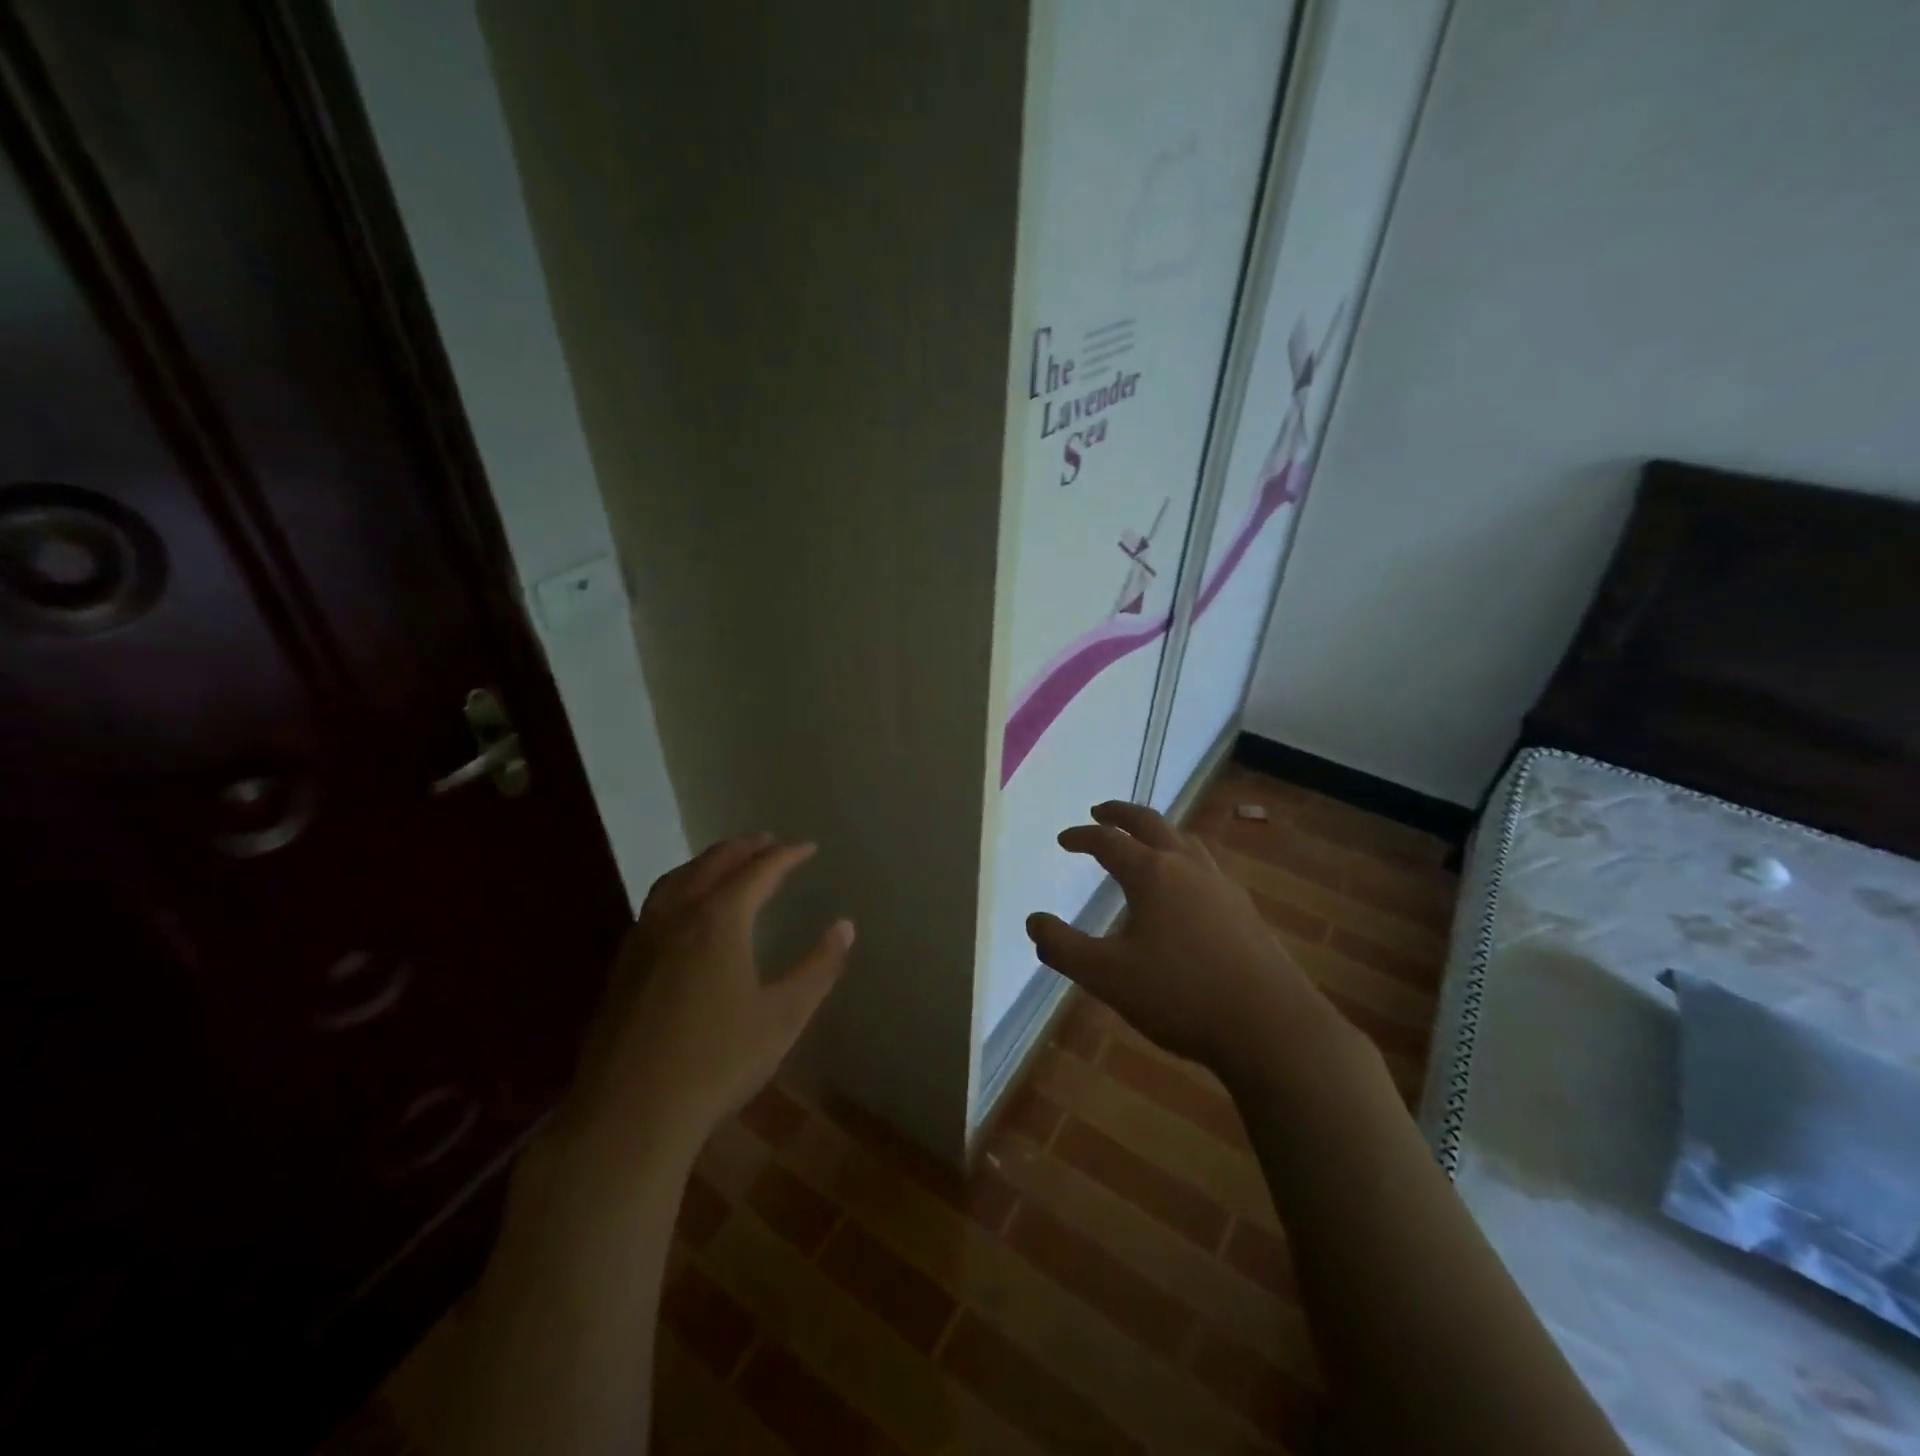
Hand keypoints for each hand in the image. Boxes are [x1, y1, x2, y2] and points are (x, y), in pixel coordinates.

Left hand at [559, 833, 853, 1157]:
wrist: (629, 1116)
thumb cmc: (718, 1062)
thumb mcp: (783, 1016)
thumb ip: (818, 967)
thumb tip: (845, 926)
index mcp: (718, 920)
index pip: (758, 871)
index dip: (786, 856)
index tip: (808, 847)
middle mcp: (677, 916)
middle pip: (712, 865)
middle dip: (743, 848)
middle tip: (767, 841)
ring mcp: (643, 939)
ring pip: (676, 880)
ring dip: (706, 862)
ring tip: (725, 862)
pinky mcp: (622, 966)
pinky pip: (656, 904)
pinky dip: (680, 887)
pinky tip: (684, 911)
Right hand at [1026, 801, 1361, 1090]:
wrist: (1271, 1027)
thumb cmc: (1181, 996)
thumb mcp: (1107, 976)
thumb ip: (1063, 948)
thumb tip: (1033, 922)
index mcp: (1153, 874)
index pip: (1108, 841)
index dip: (1081, 837)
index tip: (1064, 839)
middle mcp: (1188, 867)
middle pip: (1151, 823)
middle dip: (1121, 814)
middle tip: (1100, 811)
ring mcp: (1222, 886)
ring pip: (1185, 842)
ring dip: (1157, 833)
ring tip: (1143, 842)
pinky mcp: (1244, 910)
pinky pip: (1206, 868)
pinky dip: (1183, 860)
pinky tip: (1186, 890)